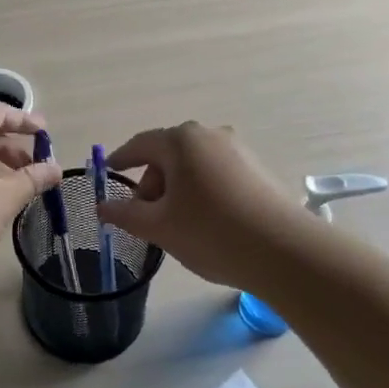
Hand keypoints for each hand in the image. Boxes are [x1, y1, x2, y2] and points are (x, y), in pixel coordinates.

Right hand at [96, 122, 302, 286]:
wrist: (285, 252)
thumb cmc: (211, 233)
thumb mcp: (158, 227)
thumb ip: (125, 214)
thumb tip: (103, 207)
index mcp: (181, 141)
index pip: (139, 145)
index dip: (120, 161)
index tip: (108, 174)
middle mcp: (210, 135)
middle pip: (167, 156)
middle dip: (152, 185)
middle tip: (146, 219)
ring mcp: (238, 150)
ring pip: (193, 167)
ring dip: (177, 191)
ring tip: (178, 226)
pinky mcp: (258, 169)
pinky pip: (217, 175)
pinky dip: (202, 193)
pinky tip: (207, 224)